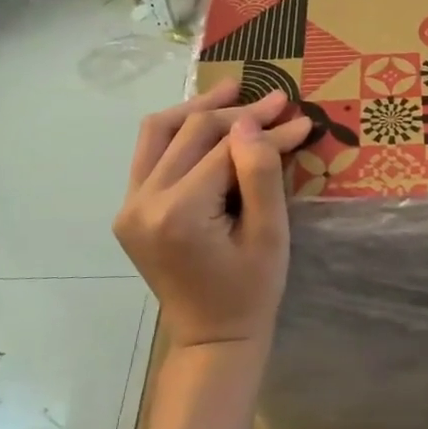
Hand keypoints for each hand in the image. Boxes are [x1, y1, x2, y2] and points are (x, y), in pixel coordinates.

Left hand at [115, 80, 311, 348]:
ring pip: (159, 132)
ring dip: (198, 109)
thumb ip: (260, 174)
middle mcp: (142, 202)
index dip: (265, 129)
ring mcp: (129, 206)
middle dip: (237, 112)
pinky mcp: (129, 210)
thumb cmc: (251, 292)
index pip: (225, 150)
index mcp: (179, 213)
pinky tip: (205, 122)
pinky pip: (150, 154)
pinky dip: (177, 132)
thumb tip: (251, 122)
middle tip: (277, 100)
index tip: (298, 116)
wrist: (212, 338)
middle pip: (190, 132)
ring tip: (233, 90)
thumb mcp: (269, 235)